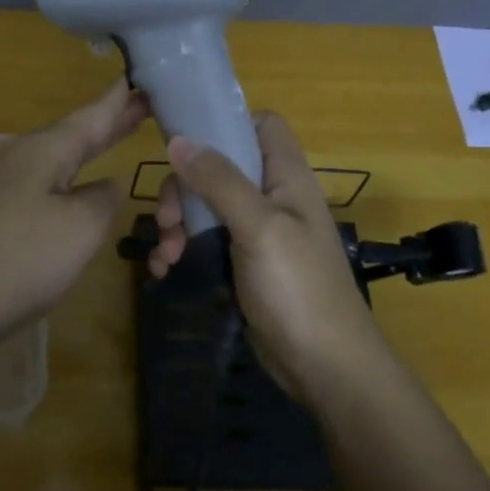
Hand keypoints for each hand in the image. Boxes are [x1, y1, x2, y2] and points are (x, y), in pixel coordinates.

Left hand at [0, 79, 147, 344]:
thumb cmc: (23, 259)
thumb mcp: (82, 226)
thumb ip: (104, 198)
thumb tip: (106, 185)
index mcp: (45, 149)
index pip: (94, 113)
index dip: (123, 97)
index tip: (148, 74)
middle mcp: (26, 159)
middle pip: (79, 131)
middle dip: (114, 118)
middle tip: (149, 100)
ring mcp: (12, 187)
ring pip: (66, 157)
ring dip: (97, 145)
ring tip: (127, 130)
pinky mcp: (6, 216)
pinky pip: (54, 183)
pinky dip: (80, 174)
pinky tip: (88, 183)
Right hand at [148, 113, 387, 397]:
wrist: (325, 367)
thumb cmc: (298, 289)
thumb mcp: (258, 227)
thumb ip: (220, 181)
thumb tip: (178, 139)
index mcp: (287, 178)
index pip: (261, 125)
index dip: (226, 123)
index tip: (186, 142)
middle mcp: (273, 198)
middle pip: (220, 167)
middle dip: (184, 188)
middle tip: (166, 218)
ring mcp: (259, 233)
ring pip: (207, 206)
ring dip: (178, 224)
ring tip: (165, 255)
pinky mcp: (244, 264)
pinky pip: (206, 242)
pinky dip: (183, 250)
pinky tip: (164, 270)